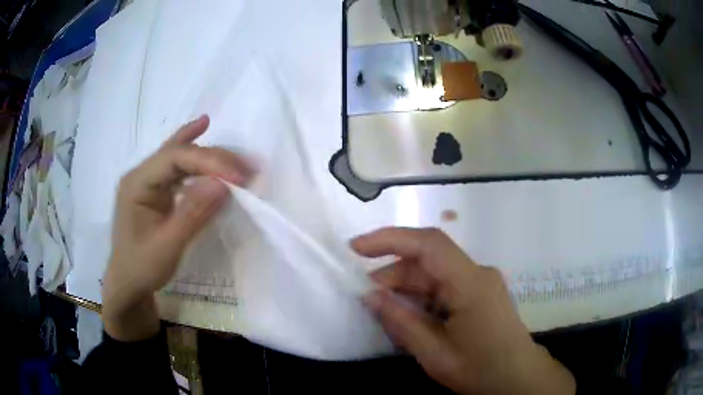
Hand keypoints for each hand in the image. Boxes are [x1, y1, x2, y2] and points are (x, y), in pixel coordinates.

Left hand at [102, 115, 253, 341]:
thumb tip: (223, 184)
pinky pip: (177, 167)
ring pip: (179, 155)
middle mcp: (141, 174)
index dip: (208, 161)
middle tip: (246, 169)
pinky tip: (202, 129)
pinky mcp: (156, 190)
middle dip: (213, 157)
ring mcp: (148, 181)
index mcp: (137, 183)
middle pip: (179, 152)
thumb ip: (192, 213)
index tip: (238, 178)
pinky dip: (194, 153)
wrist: (128, 284)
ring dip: (208, 154)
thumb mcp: (167, 245)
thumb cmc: (142, 268)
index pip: (175, 158)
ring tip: (235, 156)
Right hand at [352, 228, 574, 394]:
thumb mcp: (435, 353)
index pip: (428, 244)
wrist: (518, 379)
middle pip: (428, 261)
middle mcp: (477, 273)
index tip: (356, 248)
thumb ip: (401, 322)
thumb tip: (371, 296)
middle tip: (367, 297)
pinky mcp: (481, 293)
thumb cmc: (480, 369)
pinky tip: (412, 317)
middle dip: (393, 275)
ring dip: (407, 289)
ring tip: (387, 312)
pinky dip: (423, 297)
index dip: (389, 239)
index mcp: (470, 283)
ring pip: (435, 274)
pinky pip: (445, 286)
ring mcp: (481, 282)